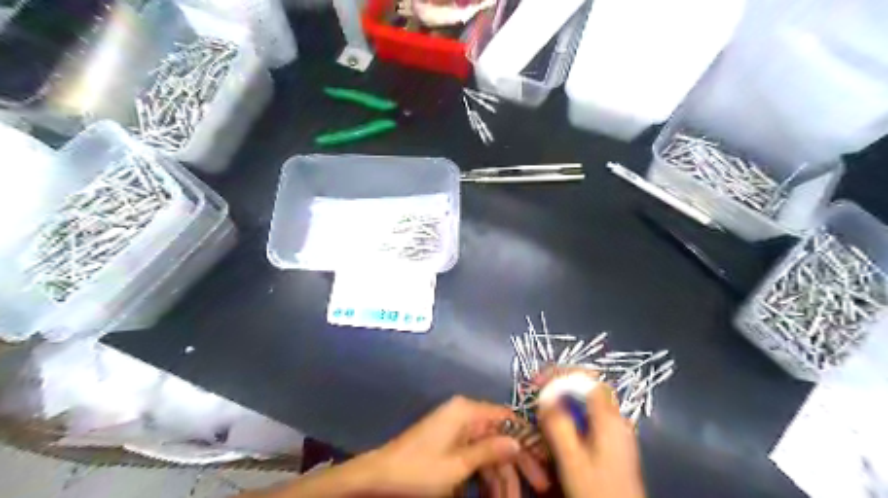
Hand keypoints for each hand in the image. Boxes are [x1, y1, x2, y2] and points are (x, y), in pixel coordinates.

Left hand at [355, 395, 548, 495]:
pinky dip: (486, 475)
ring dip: (502, 476)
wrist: (379, 477)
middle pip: (500, 435)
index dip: (527, 435)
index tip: (546, 457)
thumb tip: (517, 442)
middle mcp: (465, 415)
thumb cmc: (419, 469)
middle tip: (540, 485)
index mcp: (466, 411)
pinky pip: (476, 456)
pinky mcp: (451, 443)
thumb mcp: (457, 465)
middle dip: (518, 462)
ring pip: (489, 450)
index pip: (507, 417)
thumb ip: (489, 451)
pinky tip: (496, 495)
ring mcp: (457, 429)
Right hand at [538, 375, 650, 497]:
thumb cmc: (597, 491)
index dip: (559, 373)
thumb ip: (558, 425)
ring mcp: (617, 432)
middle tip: (537, 394)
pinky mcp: (614, 444)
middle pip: (587, 387)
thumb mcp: (572, 460)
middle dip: (559, 385)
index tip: (536, 382)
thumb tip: (544, 397)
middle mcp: (616, 419)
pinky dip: (571, 415)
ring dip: (564, 400)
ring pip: (587, 402)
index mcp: (609, 418)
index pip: (585, 378)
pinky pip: (590, 417)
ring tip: (543, 411)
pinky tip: (559, 430)